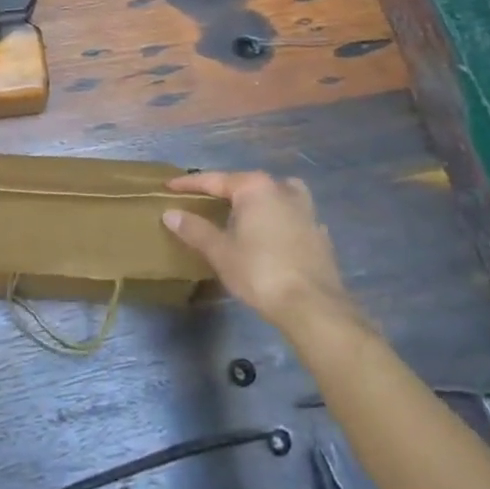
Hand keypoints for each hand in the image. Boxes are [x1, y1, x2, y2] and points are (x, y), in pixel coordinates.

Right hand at [162, 171, 354, 334]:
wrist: (314, 307)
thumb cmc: (260, 273)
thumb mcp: (221, 252)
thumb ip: (195, 230)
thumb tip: (170, 213)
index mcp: (255, 187)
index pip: (214, 180)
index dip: (189, 184)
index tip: (169, 187)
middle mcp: (281, 189)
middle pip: (246, 184)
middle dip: (225, 191)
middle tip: (204, 202)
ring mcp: (306, 210)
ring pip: (276, 194)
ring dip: (259, 200)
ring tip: (246, 214)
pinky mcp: (320, 233)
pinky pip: (293, 217)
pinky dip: (280, 221)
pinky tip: (275, 237)